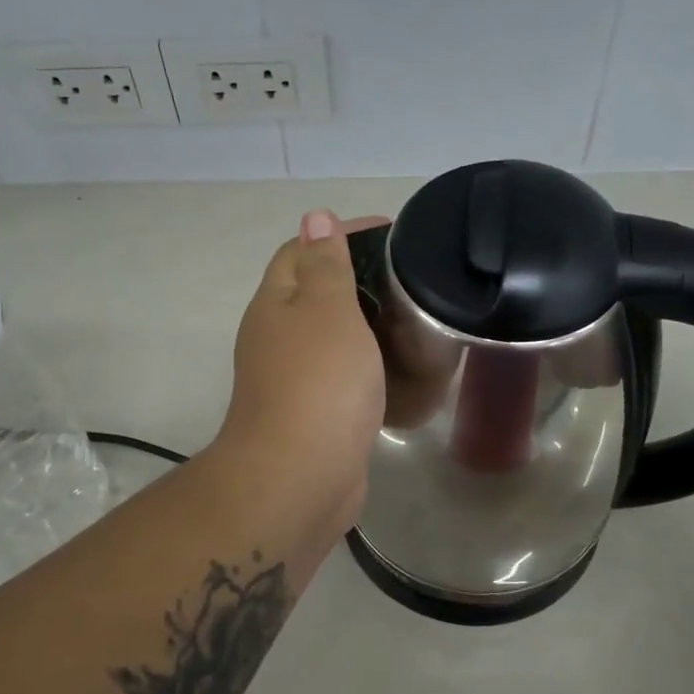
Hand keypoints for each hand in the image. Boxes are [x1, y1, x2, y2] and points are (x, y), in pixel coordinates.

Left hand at [215, 210, 387, 534]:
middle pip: (318, 293)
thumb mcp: (328, 310)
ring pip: (334, 338)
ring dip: (369, 326)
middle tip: (413, 280)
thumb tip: (314, 216)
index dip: (342, 233)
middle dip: (361, 280)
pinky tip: (404, 371)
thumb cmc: (319, 383)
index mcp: (276, 303)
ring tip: (417, 320)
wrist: (300, 477)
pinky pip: (345, 377)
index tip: (394, 233)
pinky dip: (371, 368)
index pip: (302, 250)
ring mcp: (294, 379)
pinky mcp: (315, 414)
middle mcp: (277, 337)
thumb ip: (326, 264)